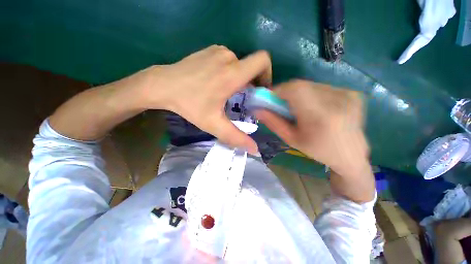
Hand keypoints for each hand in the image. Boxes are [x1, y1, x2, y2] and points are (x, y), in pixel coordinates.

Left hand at [141, 45, 271, 153]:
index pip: (262, 61)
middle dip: (252, 82)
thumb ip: (236, 137)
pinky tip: (216, 82)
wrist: (162, 85)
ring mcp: (218, 51)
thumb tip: (255, 149)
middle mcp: (228, 57)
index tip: (259, 90)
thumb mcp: (214, 124)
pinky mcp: (210, 50)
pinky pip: (228, 60)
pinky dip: (229, 71)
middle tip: (242, 98)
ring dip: (239, 78)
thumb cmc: (189, 105)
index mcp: (232, 73)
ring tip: (227, 92)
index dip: (267, 74)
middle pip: (252, 66)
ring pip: (240, 64)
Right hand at [256, 80, 370, 183]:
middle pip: (302, 85)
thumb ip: (273, 122)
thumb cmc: (317, 150)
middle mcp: (337, 100)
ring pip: (311, 85)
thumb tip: (257, 109)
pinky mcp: (352, 93)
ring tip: (299, 108)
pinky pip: (322, 87)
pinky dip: (312, 94)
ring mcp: (348, 94)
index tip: (270, 98)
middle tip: (281, 104)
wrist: (351, 156)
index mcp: (321, 116)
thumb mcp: (291, 139)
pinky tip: (314, 107)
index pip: (294, 89)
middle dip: (286, 92)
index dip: (278, 90)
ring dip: (299, 93)